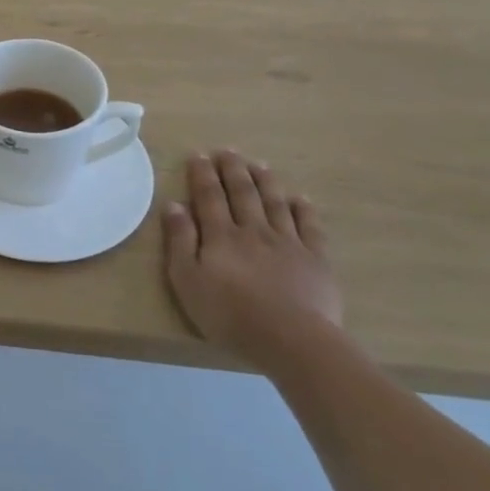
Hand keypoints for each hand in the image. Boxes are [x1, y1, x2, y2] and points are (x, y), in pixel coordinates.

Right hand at [162, 150, 341, 368]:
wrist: (292, 340)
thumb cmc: (230, 315)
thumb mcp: (188, 281)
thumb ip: (180, 241)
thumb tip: (173, 205)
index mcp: (221, 236)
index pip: (209, 197)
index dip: (203, 174)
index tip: (198, 154)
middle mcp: (253, 231)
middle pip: (243, 193)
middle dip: (233, 170)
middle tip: (228, 150)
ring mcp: (288, 243)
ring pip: (275, 203)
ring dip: (266, 181)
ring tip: (259, 164)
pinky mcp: (315, 260)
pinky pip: (309, 227)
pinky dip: (303, 210)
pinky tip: (299, 199)